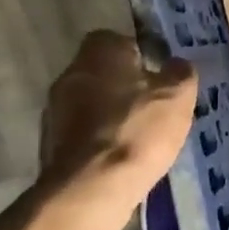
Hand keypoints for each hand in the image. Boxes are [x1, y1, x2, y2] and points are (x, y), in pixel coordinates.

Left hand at [39, 31, 196, 212]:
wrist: (89, 190)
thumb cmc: (138, 129)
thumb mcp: (178, 95)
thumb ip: (180, 72)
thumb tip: (176, 65)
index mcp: (99, 52)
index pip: (117, 39)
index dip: (139, 54)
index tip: (157, 75)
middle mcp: (70, 74)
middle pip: (101, 72)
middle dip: (124, 86)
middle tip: (152, 105)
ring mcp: (54, 112)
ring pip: (89, 103)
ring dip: (109, 115)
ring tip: (138, 136)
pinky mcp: (48, 147)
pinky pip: (81, 134)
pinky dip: (98, 142)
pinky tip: (119, 159)